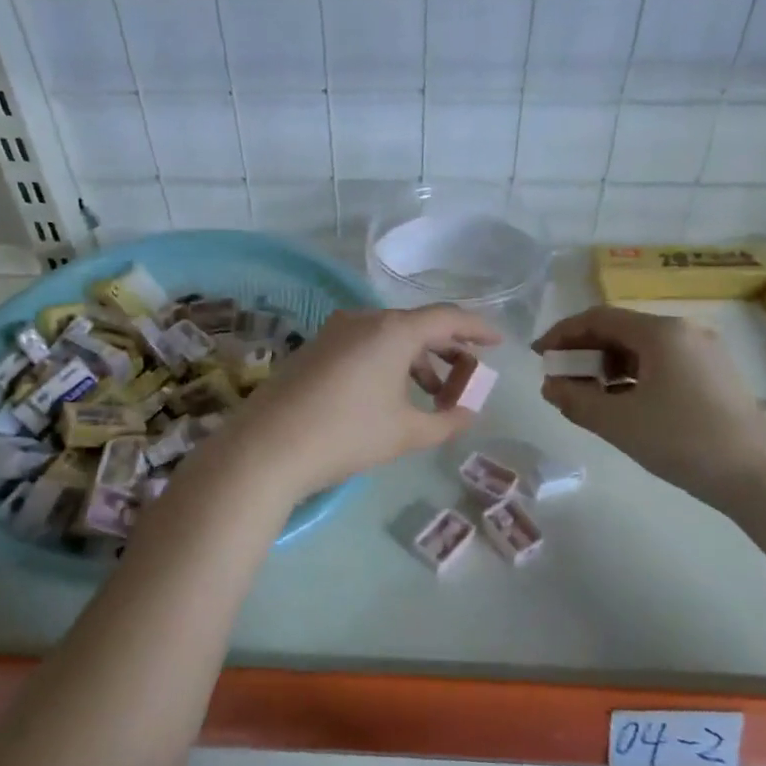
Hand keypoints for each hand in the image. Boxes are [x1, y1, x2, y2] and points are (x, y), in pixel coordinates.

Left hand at [226, 304, 501, 500]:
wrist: (267, 447)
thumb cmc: (347, 435)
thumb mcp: (405, 432)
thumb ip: (446, 421)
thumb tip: (468, 413)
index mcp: (393, 330)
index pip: (447, 318)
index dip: (477, 329)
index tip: (498, 342)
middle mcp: (364, 319)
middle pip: (417, 326)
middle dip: (448, 350)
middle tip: (468, 377)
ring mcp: (335, 332)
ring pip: (389, 337)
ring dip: (417, 361)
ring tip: (434, 394)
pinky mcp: (315, 349)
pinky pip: (365, 346)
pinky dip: (389, 363)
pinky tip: (393, 395)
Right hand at [534, 305, 765, 509]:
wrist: (758, 478)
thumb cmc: (682, 441)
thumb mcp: (618, 422)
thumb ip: (575, 400)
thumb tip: (550, 386)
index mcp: (661, 332)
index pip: (598, 318)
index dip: (563, 333)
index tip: (539, 356)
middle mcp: (684, 332)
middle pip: (620, 330)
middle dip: (584, 351)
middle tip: (559, 379)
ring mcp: (703, 352)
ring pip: (640, 348)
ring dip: (606, 366)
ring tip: (585, 395)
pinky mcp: (713, 375)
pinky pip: (660, 364)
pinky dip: (631, 377)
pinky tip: (620, 403)